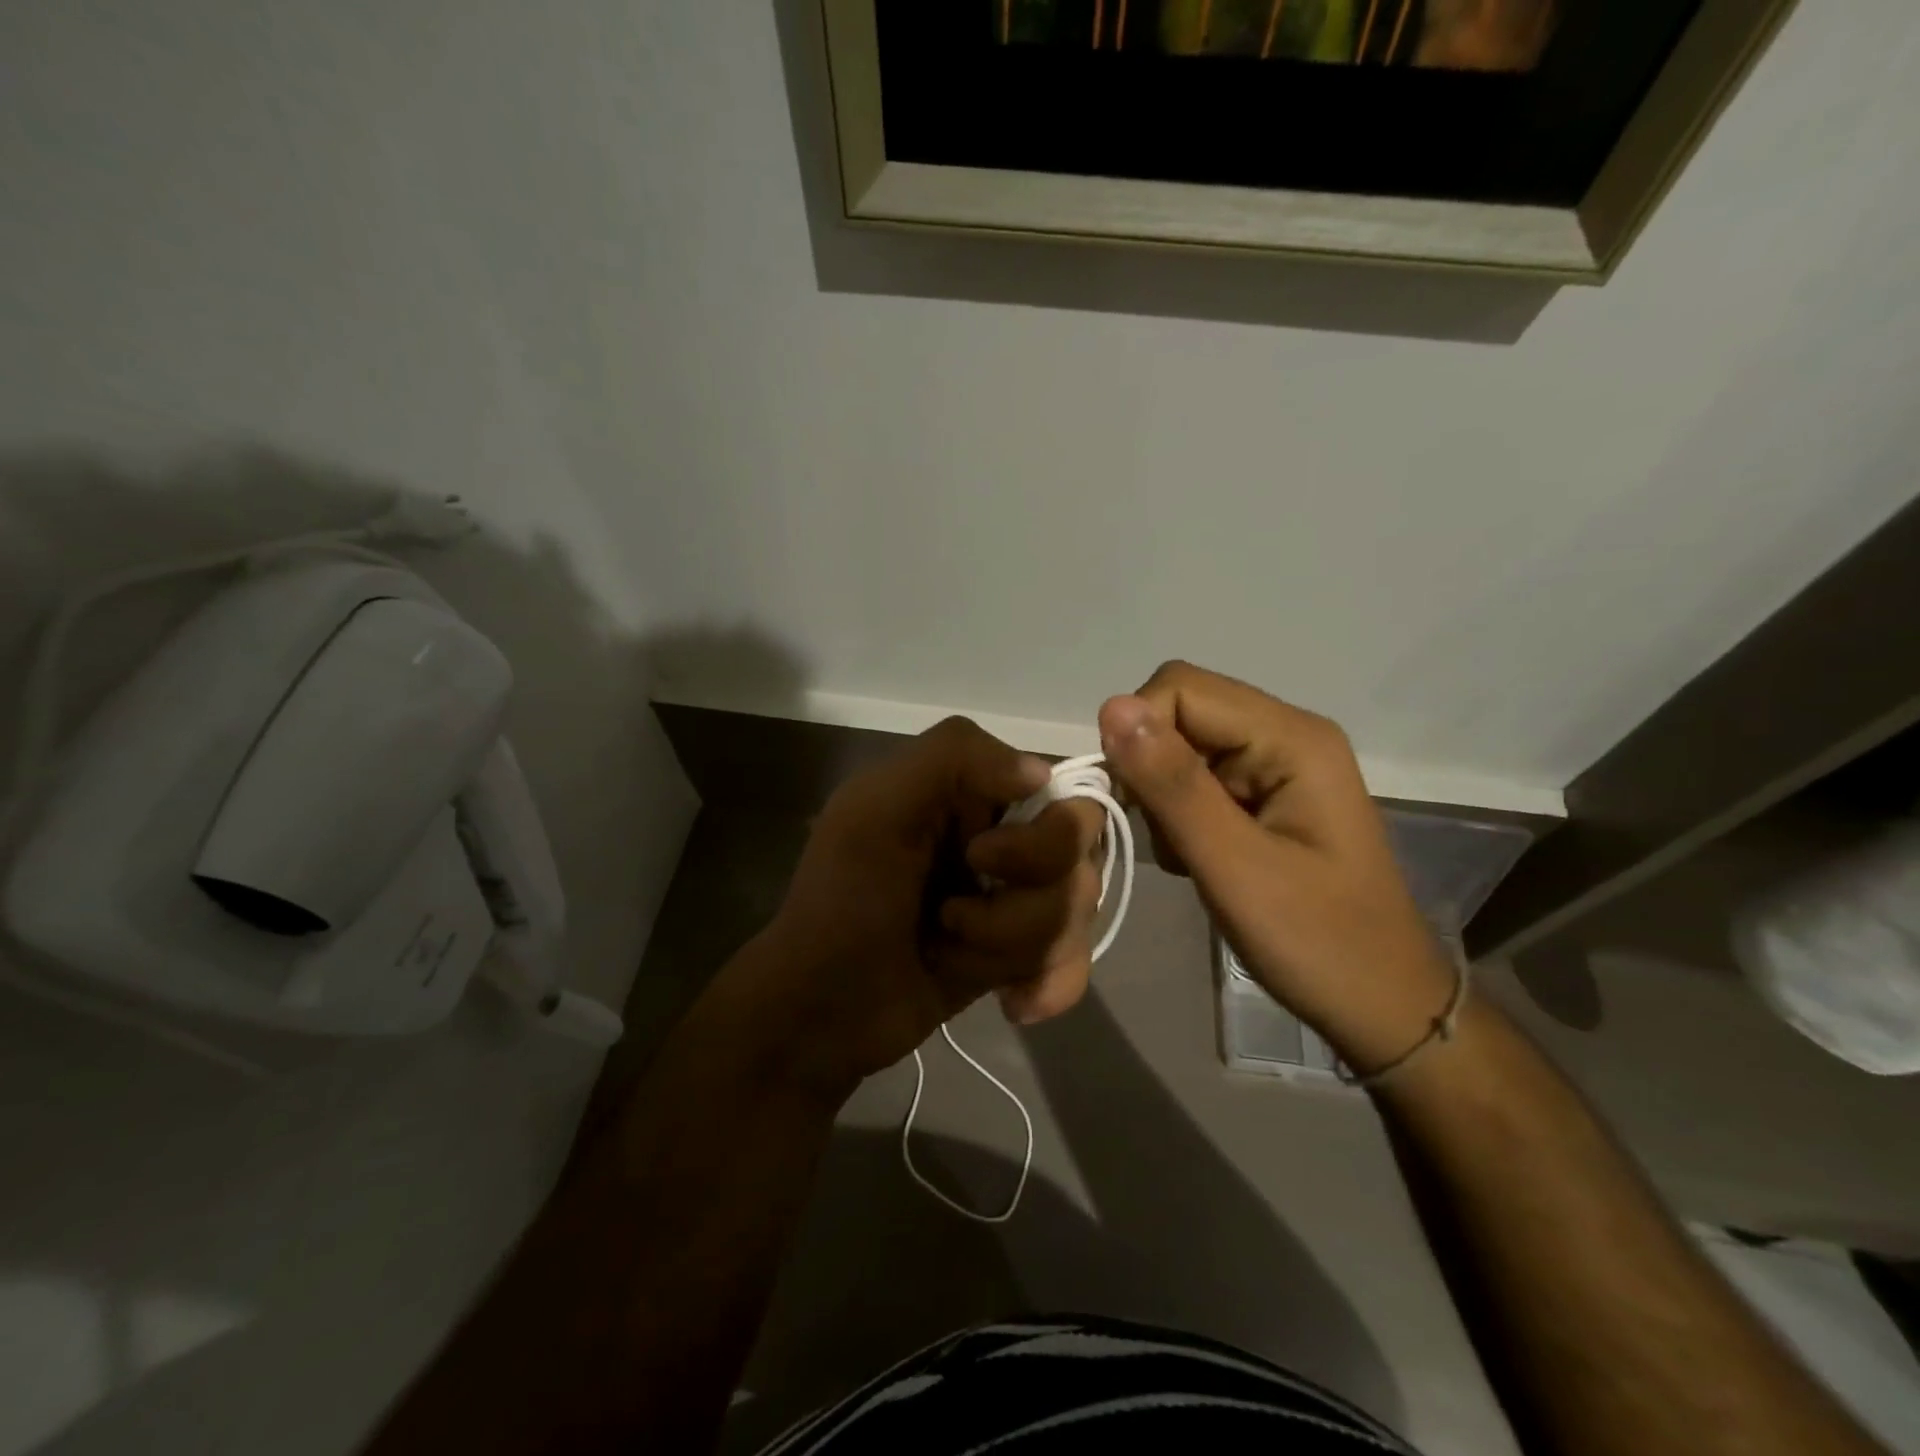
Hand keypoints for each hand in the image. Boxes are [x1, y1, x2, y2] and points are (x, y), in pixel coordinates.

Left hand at [726, 717, 1104, 1097]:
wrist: (820, 1009)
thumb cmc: (842, 901)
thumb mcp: (876, 808)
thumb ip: (953, 757)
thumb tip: (1042, 773)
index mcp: (971, 792)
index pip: (1063, 792)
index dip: (1042, 836)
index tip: (981, 861)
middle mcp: (1003, 836)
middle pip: (1079, 857)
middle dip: (1022, 903)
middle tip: (951, 917)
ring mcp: (1013, 897)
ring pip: (1076, 912)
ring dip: (1011, 944)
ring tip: (949, 954)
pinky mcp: (1017, 951)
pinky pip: (1074, 959)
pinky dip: (1049, 983)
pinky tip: (1011, 1002)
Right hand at [1098, 662, 1454, 1074]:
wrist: (1380, 1004)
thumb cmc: (1317, 941)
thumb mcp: (1234, 866)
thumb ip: (1172, 785)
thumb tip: (1111, 706)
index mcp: (1291, 738)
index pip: (1181, 689)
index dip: (1138, 733)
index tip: (1130, 801)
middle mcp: (1285, 735)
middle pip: (1181, 714)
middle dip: (1151, 771)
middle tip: (1165, 837)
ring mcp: (1276, 765)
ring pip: (1180, 750)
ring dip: (1164, 801)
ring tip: (1191, 858)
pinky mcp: (1265, 795)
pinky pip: (1196, 781)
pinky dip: (1180, 817)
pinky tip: (1201, 860)